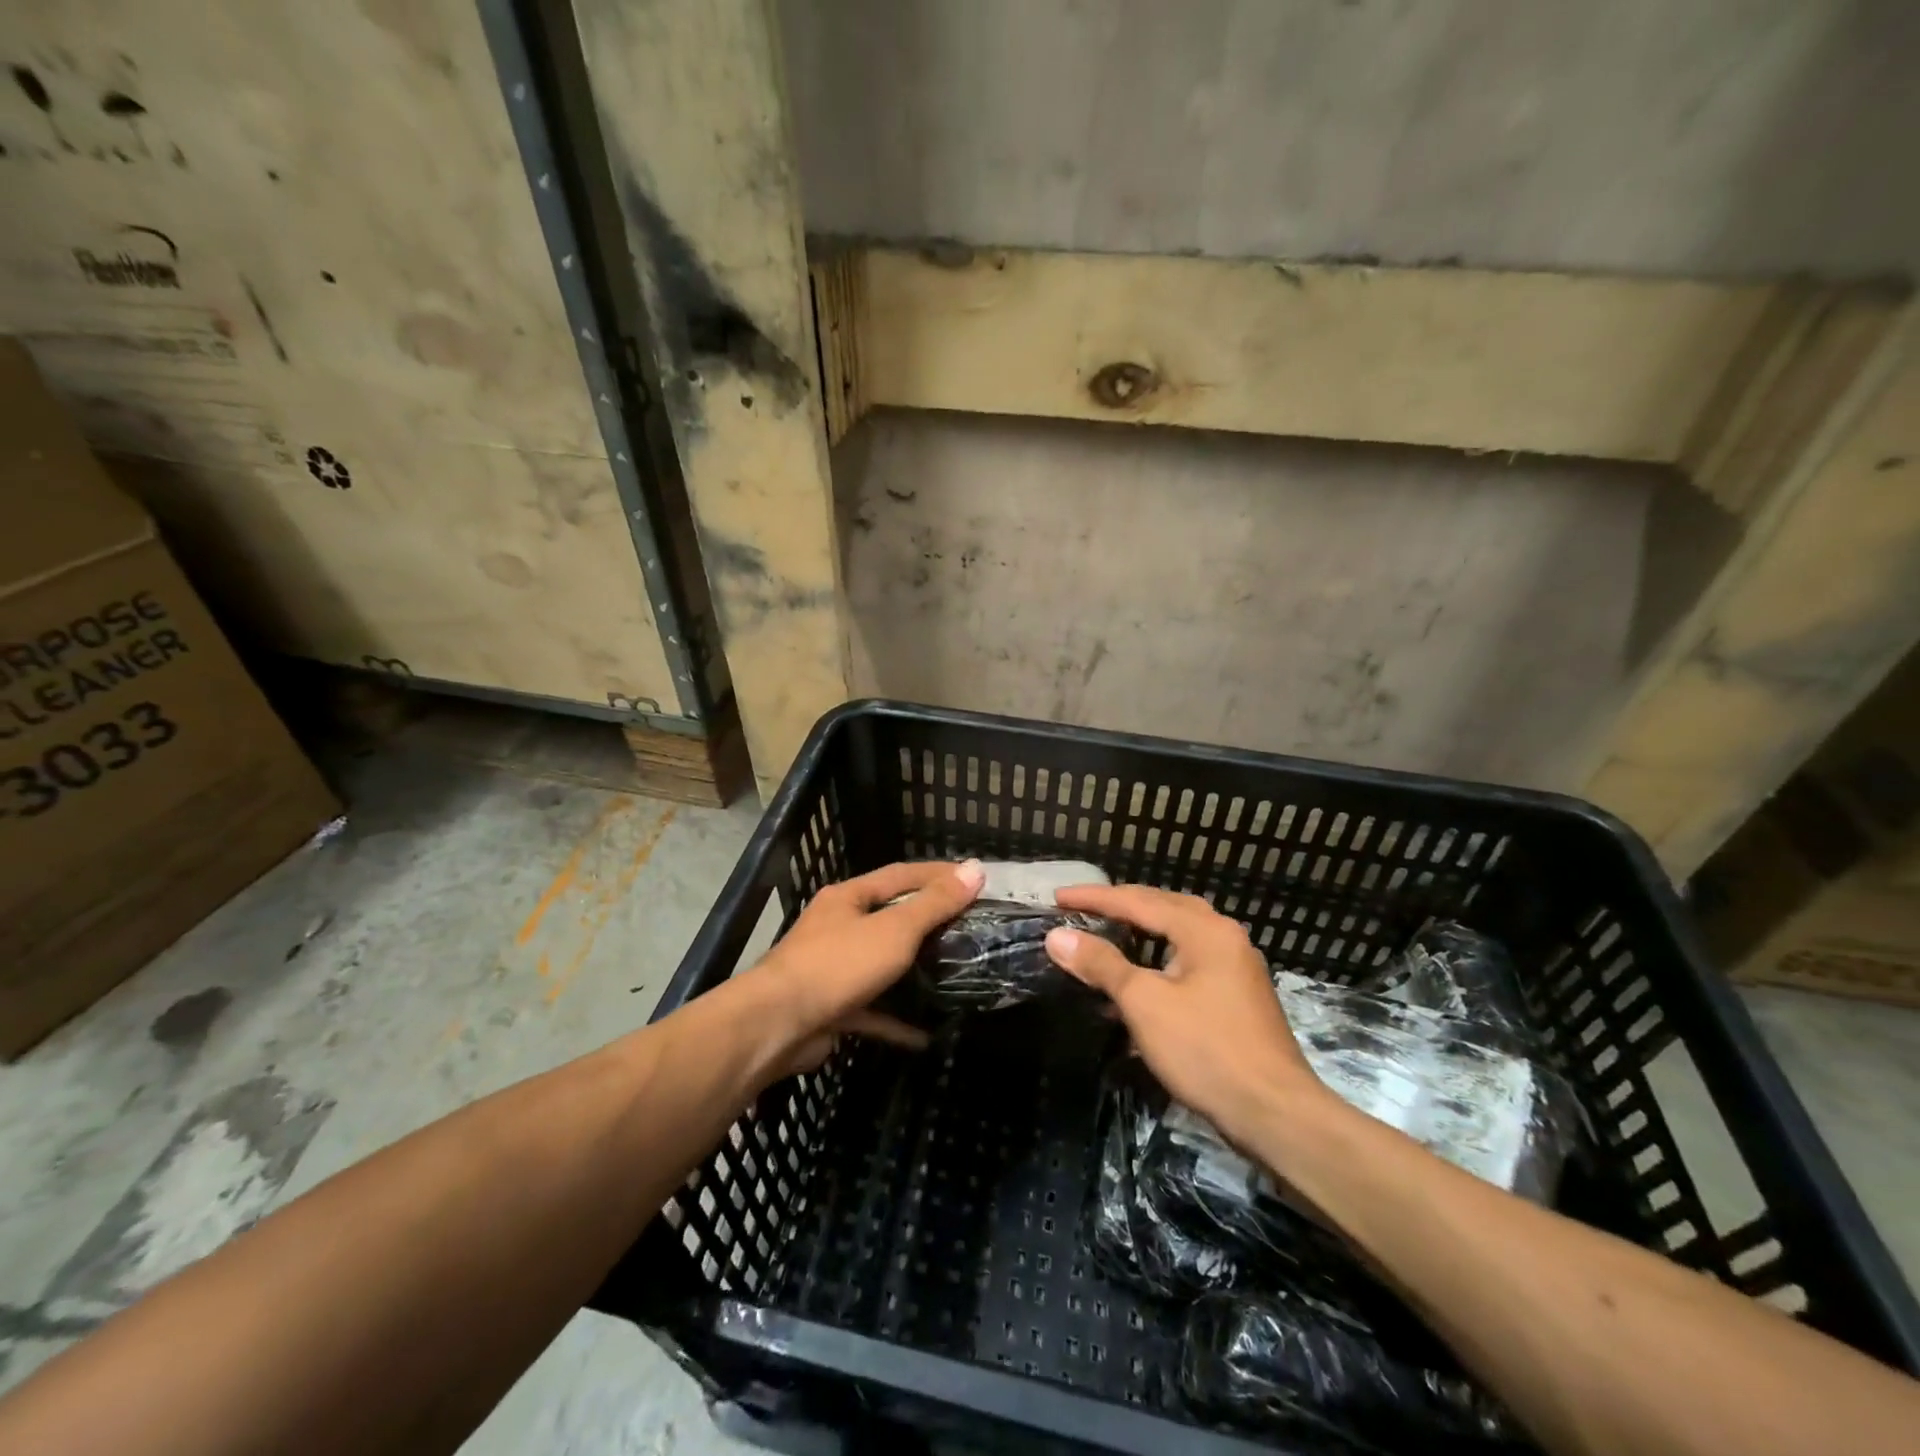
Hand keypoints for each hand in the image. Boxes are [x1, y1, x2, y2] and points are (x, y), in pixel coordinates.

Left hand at [745, 859, 984, 1075]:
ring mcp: (832, 968)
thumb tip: (975, 869)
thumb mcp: (894, 930)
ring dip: (913, 971)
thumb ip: (934, 903)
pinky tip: (926, 1033)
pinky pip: (872, 1009)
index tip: (974, 879)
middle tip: (969, 927)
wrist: (776, 1025)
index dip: (937, 874)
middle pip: (890, 917)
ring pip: (881, 964)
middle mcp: (838, 927)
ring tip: (953, 974)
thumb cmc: (839, 965)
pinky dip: (897, 1019)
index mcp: (849, 898)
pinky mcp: (831, 1007)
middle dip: (928, 922)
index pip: (900, 875)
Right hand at [1044, 884, 1326, 1141]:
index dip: (1095, 898)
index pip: (1139, 901)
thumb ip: (1101, 964)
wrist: (1275, 1114)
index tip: (1057, 898)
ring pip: (1179, 934)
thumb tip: (1057, 937)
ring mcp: (1237, 967)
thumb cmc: (1205, 1050)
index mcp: (1205, 930)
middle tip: (1083, 908)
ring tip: (1108, 931)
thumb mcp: (1144, 1003)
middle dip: (1121, 905)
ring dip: (1142, 930)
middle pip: (1164, 908)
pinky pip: (1190, 960)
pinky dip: (1160, 958)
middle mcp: (1225, 937)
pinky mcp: (1238, 997)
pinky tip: (1142, 976)